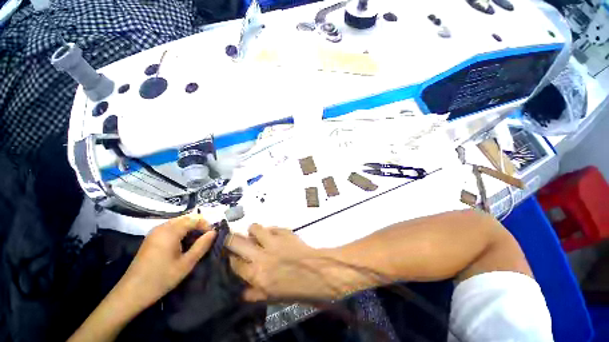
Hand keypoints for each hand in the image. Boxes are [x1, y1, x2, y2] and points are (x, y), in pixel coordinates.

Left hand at [115, 215, 216, 311]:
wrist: (131, 293)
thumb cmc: (161, 279)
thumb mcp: (186, 264)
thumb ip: (202, 245)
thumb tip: (214, 232)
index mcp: (171, 231)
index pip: (195, 218)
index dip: (206, 225)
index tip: (212, 236)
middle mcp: (162, 227)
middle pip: (187, 218)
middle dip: (199, 225)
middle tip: (205, 239)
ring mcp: (155, 232)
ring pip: (179, 222)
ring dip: (190, 229)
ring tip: (196, 242)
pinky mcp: (151, 238)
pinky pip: (171, 228)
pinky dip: (181, 232)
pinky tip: (182, 245)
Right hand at [226, 224, 358, 301]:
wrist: (318, 272)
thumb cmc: (297, 289)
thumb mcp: (273, 297)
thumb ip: (255, 293)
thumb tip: (242, 291)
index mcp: (256, 275)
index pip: (234, 263)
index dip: (231, 259)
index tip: (232, 256)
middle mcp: (260, 256)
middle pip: (236, 241)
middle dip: (231, 239)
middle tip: (235, 240)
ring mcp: (273, 241)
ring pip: (254, 228)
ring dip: (254, 230)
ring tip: (257, 234)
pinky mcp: (284, 232)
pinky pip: (272, 227)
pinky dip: (271, 230)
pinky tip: (274, 235)